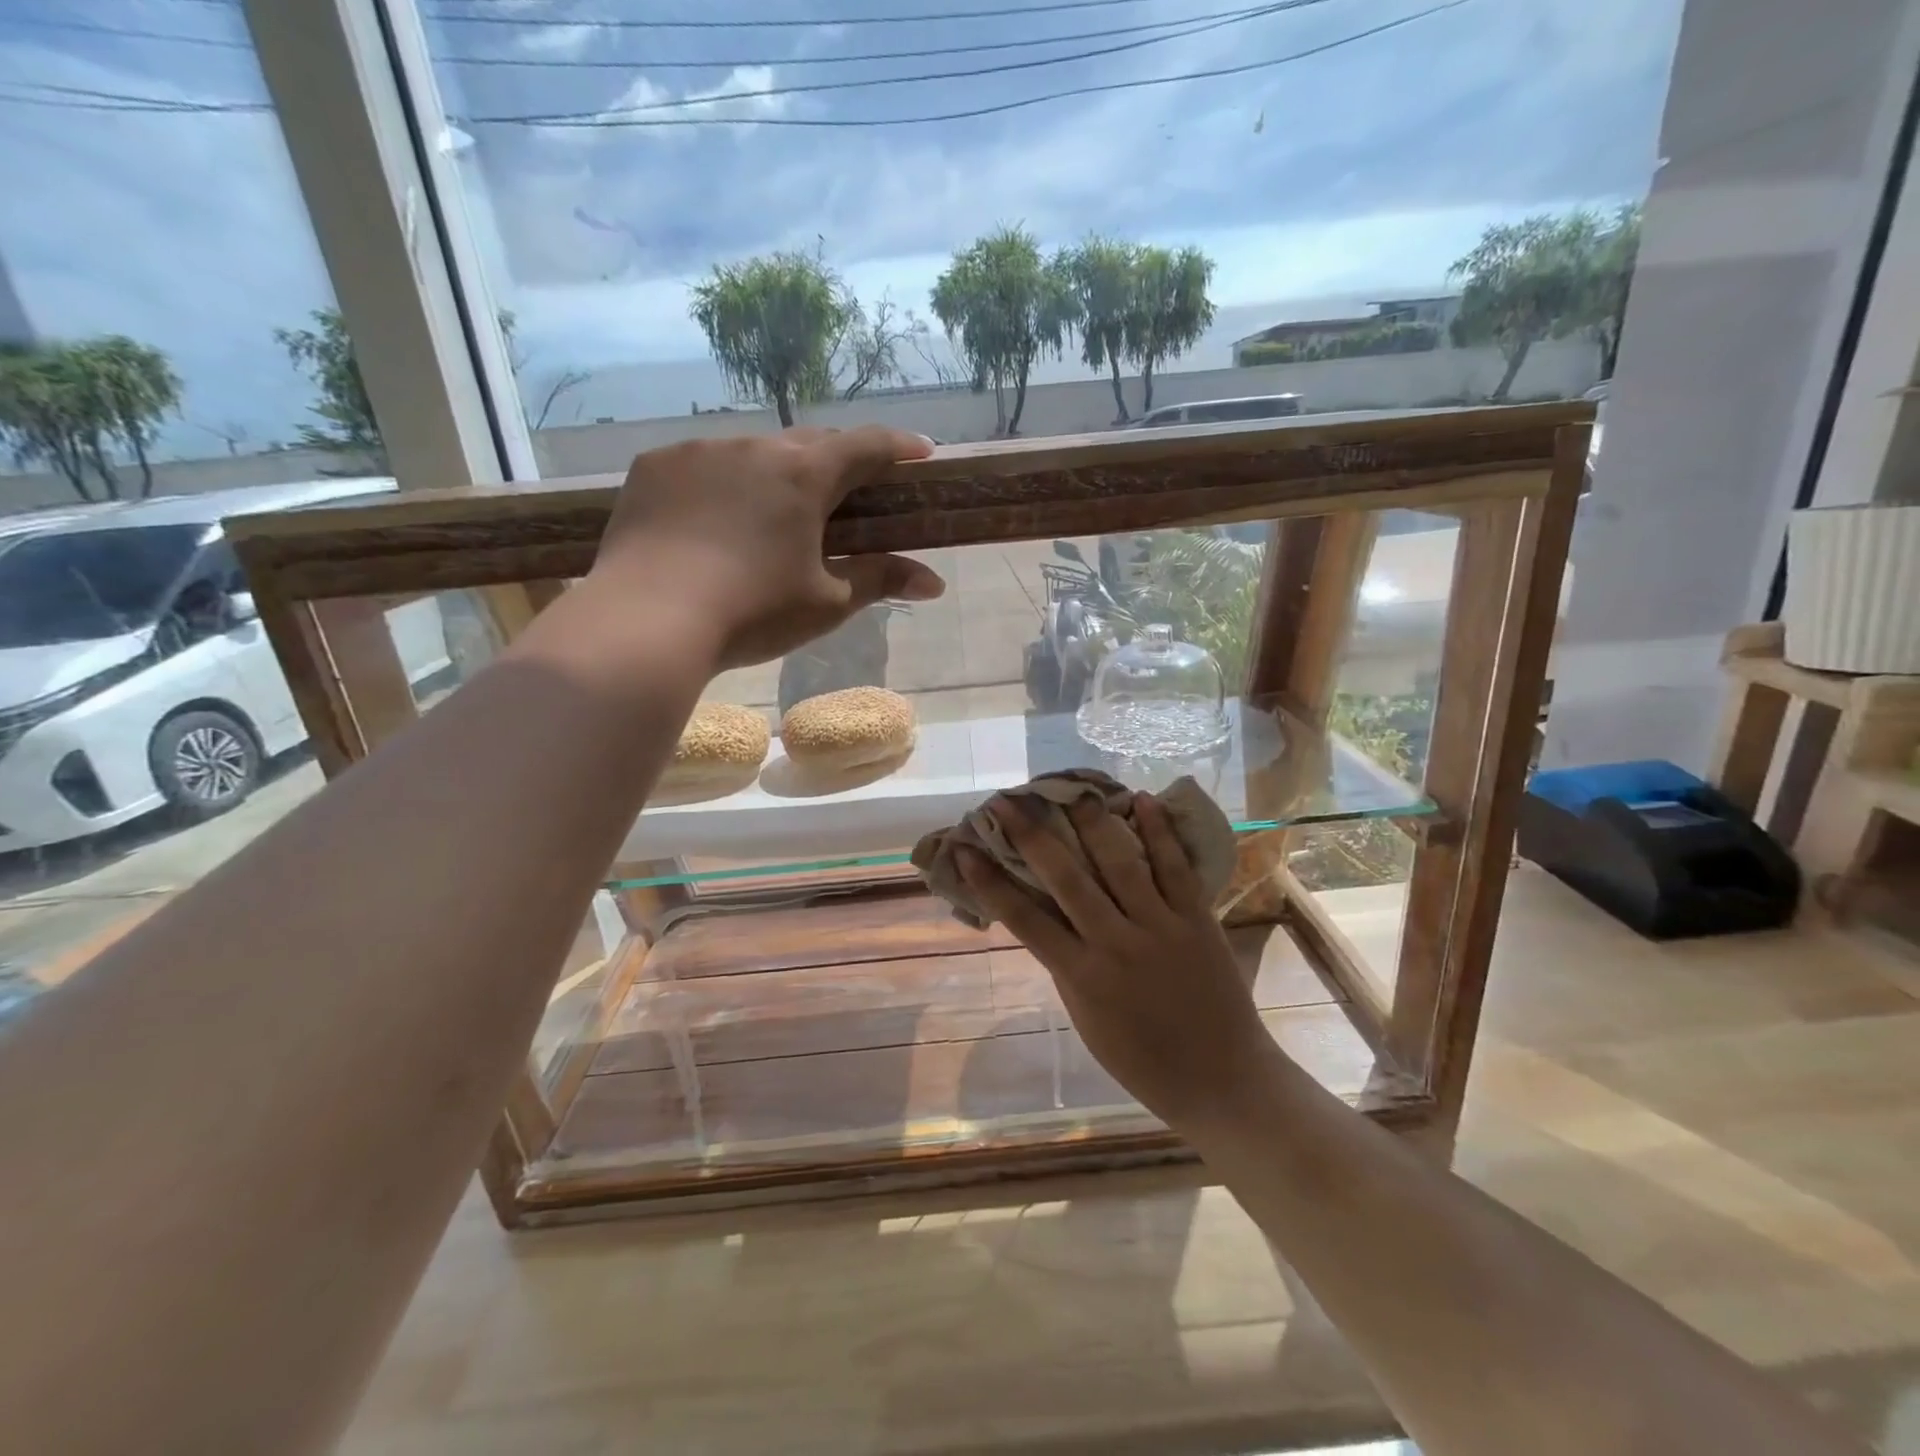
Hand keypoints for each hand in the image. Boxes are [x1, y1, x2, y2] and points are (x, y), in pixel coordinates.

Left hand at [590, 427, 945, 668]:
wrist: (648, 620)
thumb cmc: (753, 613)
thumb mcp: (827, 603)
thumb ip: (881, 580)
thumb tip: (935, 583)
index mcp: (805, 476)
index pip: (867, 446)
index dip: (899, 447)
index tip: (920, 453)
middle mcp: (754, 447)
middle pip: (810, 443)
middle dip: (836, 462)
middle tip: (846, 492)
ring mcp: (698, 451)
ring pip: (753, 452)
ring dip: (774, 473)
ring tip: (771, 514)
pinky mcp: (654, 466)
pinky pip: (702, 464)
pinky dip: (721, 483)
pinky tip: (712, 520)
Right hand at [957, 792, 1273, 1129]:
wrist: (1223, 1080)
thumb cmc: (1143, 1060)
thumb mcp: (1087, 1019)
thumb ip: (1066, 965)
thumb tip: (1044, 917)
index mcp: (1082, 976)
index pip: (1024, 919)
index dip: (989, 881)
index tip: (966, 849)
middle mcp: (1116, 944)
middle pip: (1067, 879)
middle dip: (1032, 836)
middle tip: (1006, 801)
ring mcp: (1161, 927)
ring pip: (1120, 863)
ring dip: (1092, 821)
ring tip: (1071, 789)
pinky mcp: (1198, 919)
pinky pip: (1176, 868)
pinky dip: (1159, 831)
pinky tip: (1142, 799)